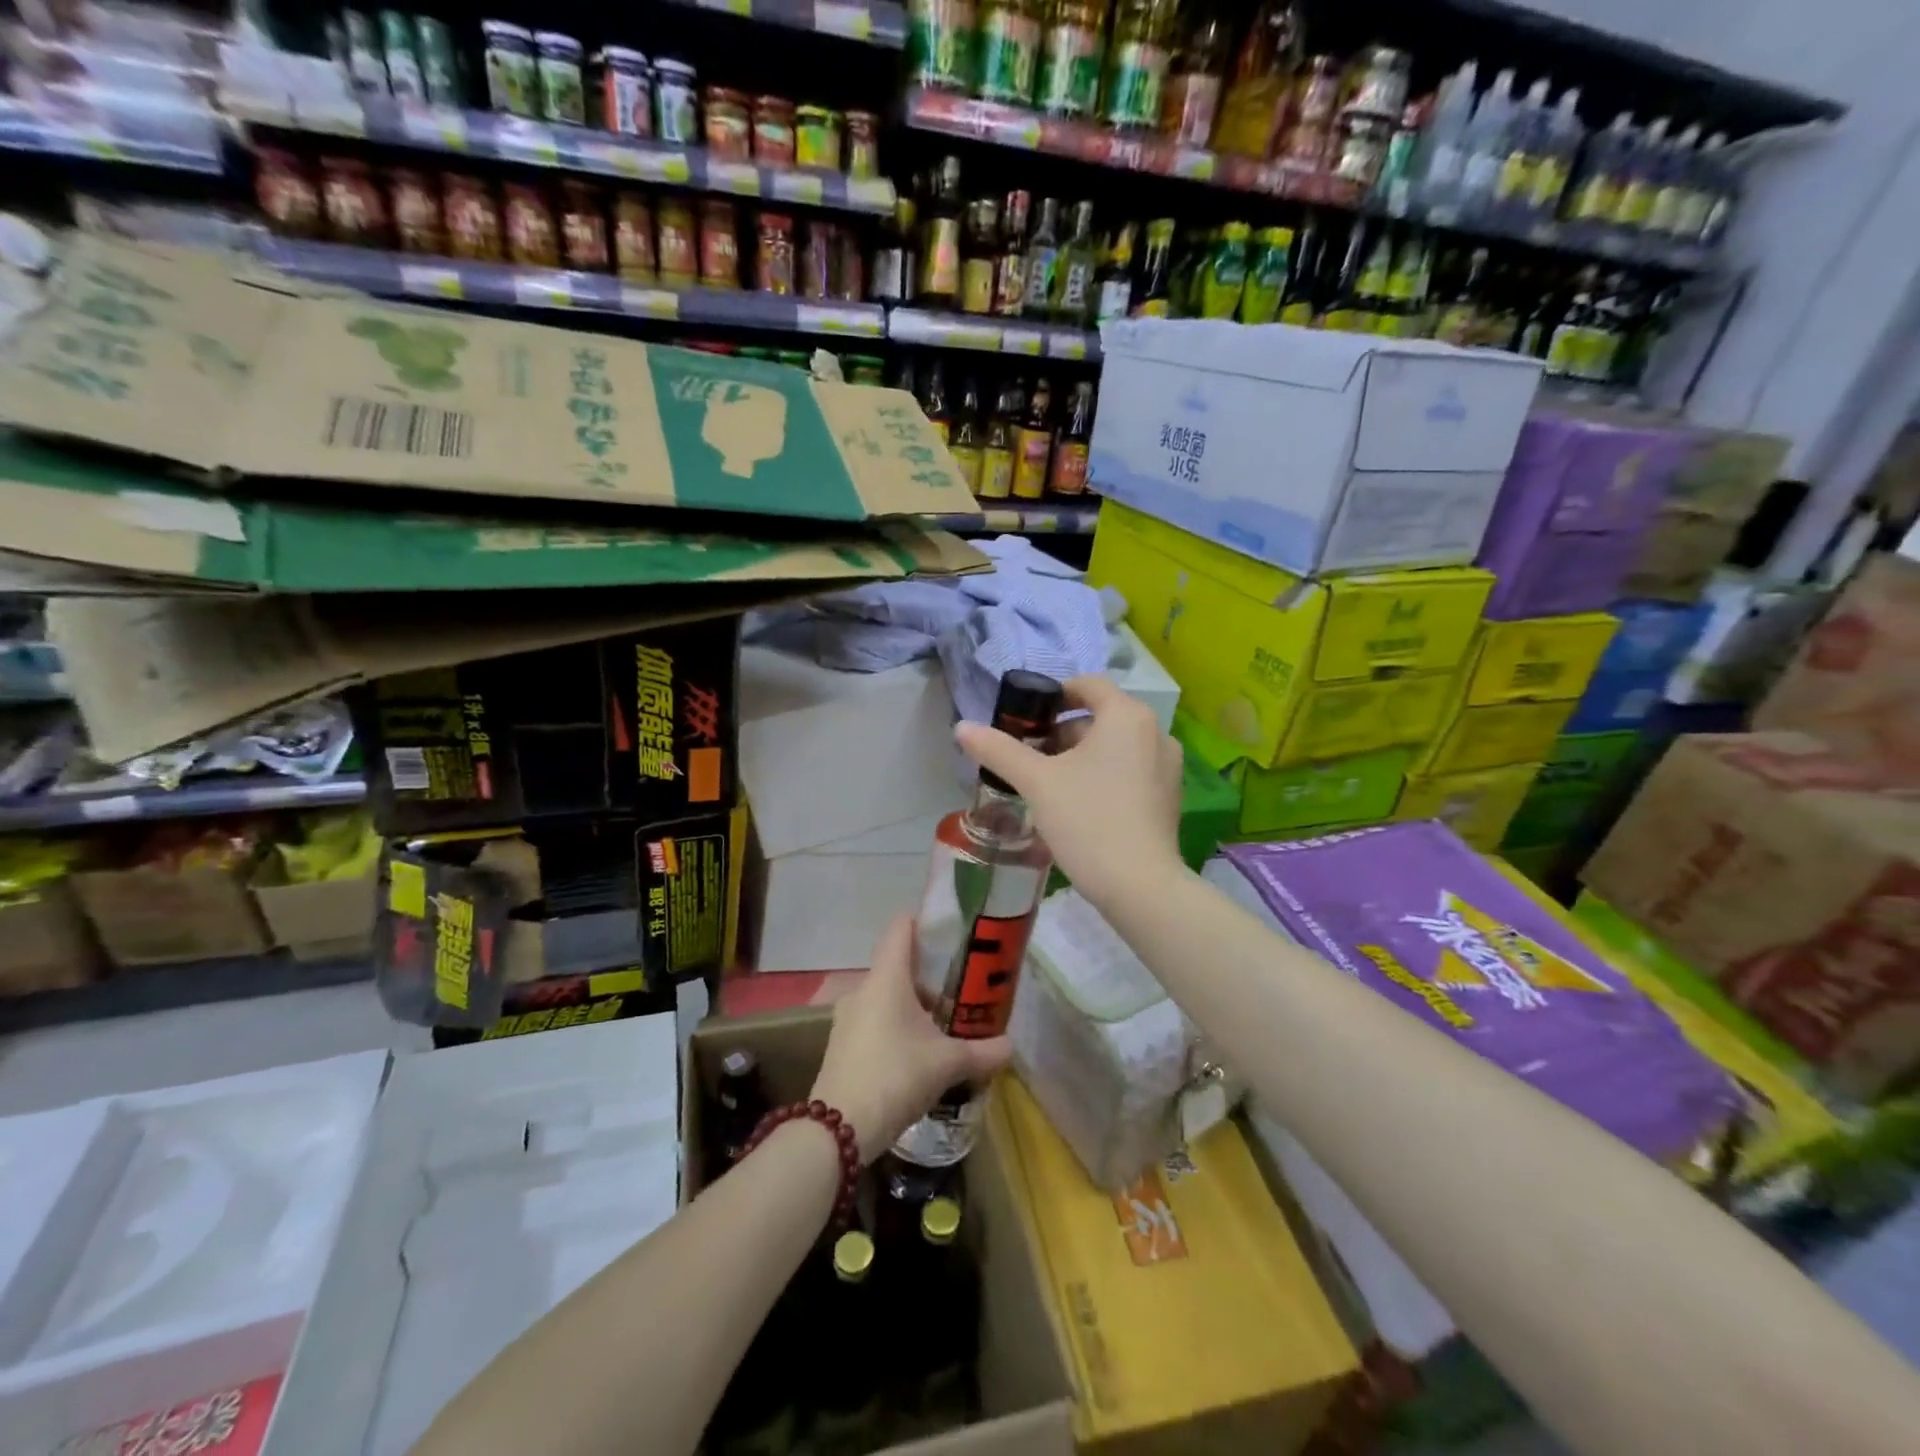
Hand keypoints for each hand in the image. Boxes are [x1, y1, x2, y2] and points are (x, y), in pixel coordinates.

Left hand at [810, 914, 1009, 1163]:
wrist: (839, 1129)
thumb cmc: (896, 1076)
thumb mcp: (947, 1064)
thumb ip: (982, 1051)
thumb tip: (1010, 1046)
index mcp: (886, 978)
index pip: (901, 928)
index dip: (924, 921)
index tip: (949, 929)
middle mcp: (863, 989)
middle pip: (896, 965)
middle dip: (927, 974)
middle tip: (958, 986)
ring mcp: (848, 1017)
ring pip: (884, 996)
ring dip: (911, 1004)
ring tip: (942, 1022)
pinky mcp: (841, 1044)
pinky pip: (873, 1020)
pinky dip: (895, 1025)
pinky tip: (916, 1051)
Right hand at [955, 675, 1184, 908]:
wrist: (1140, 887)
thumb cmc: (1088, 821)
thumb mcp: (1036, 782)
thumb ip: (999, 750)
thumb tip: (962, 727)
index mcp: (1127, 716)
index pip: (1089, 685)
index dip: (1055, 695)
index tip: (1026, 717)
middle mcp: (1155, 733)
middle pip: (1101, 718)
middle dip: (1062, 732)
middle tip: (1029, 756)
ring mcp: (1167, 766)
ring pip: (1115, 746)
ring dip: (1081, 755)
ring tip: (1048, 783)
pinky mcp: (1168, 797)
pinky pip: (1130, 770)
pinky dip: (1103, 774)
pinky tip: (1078, 805)